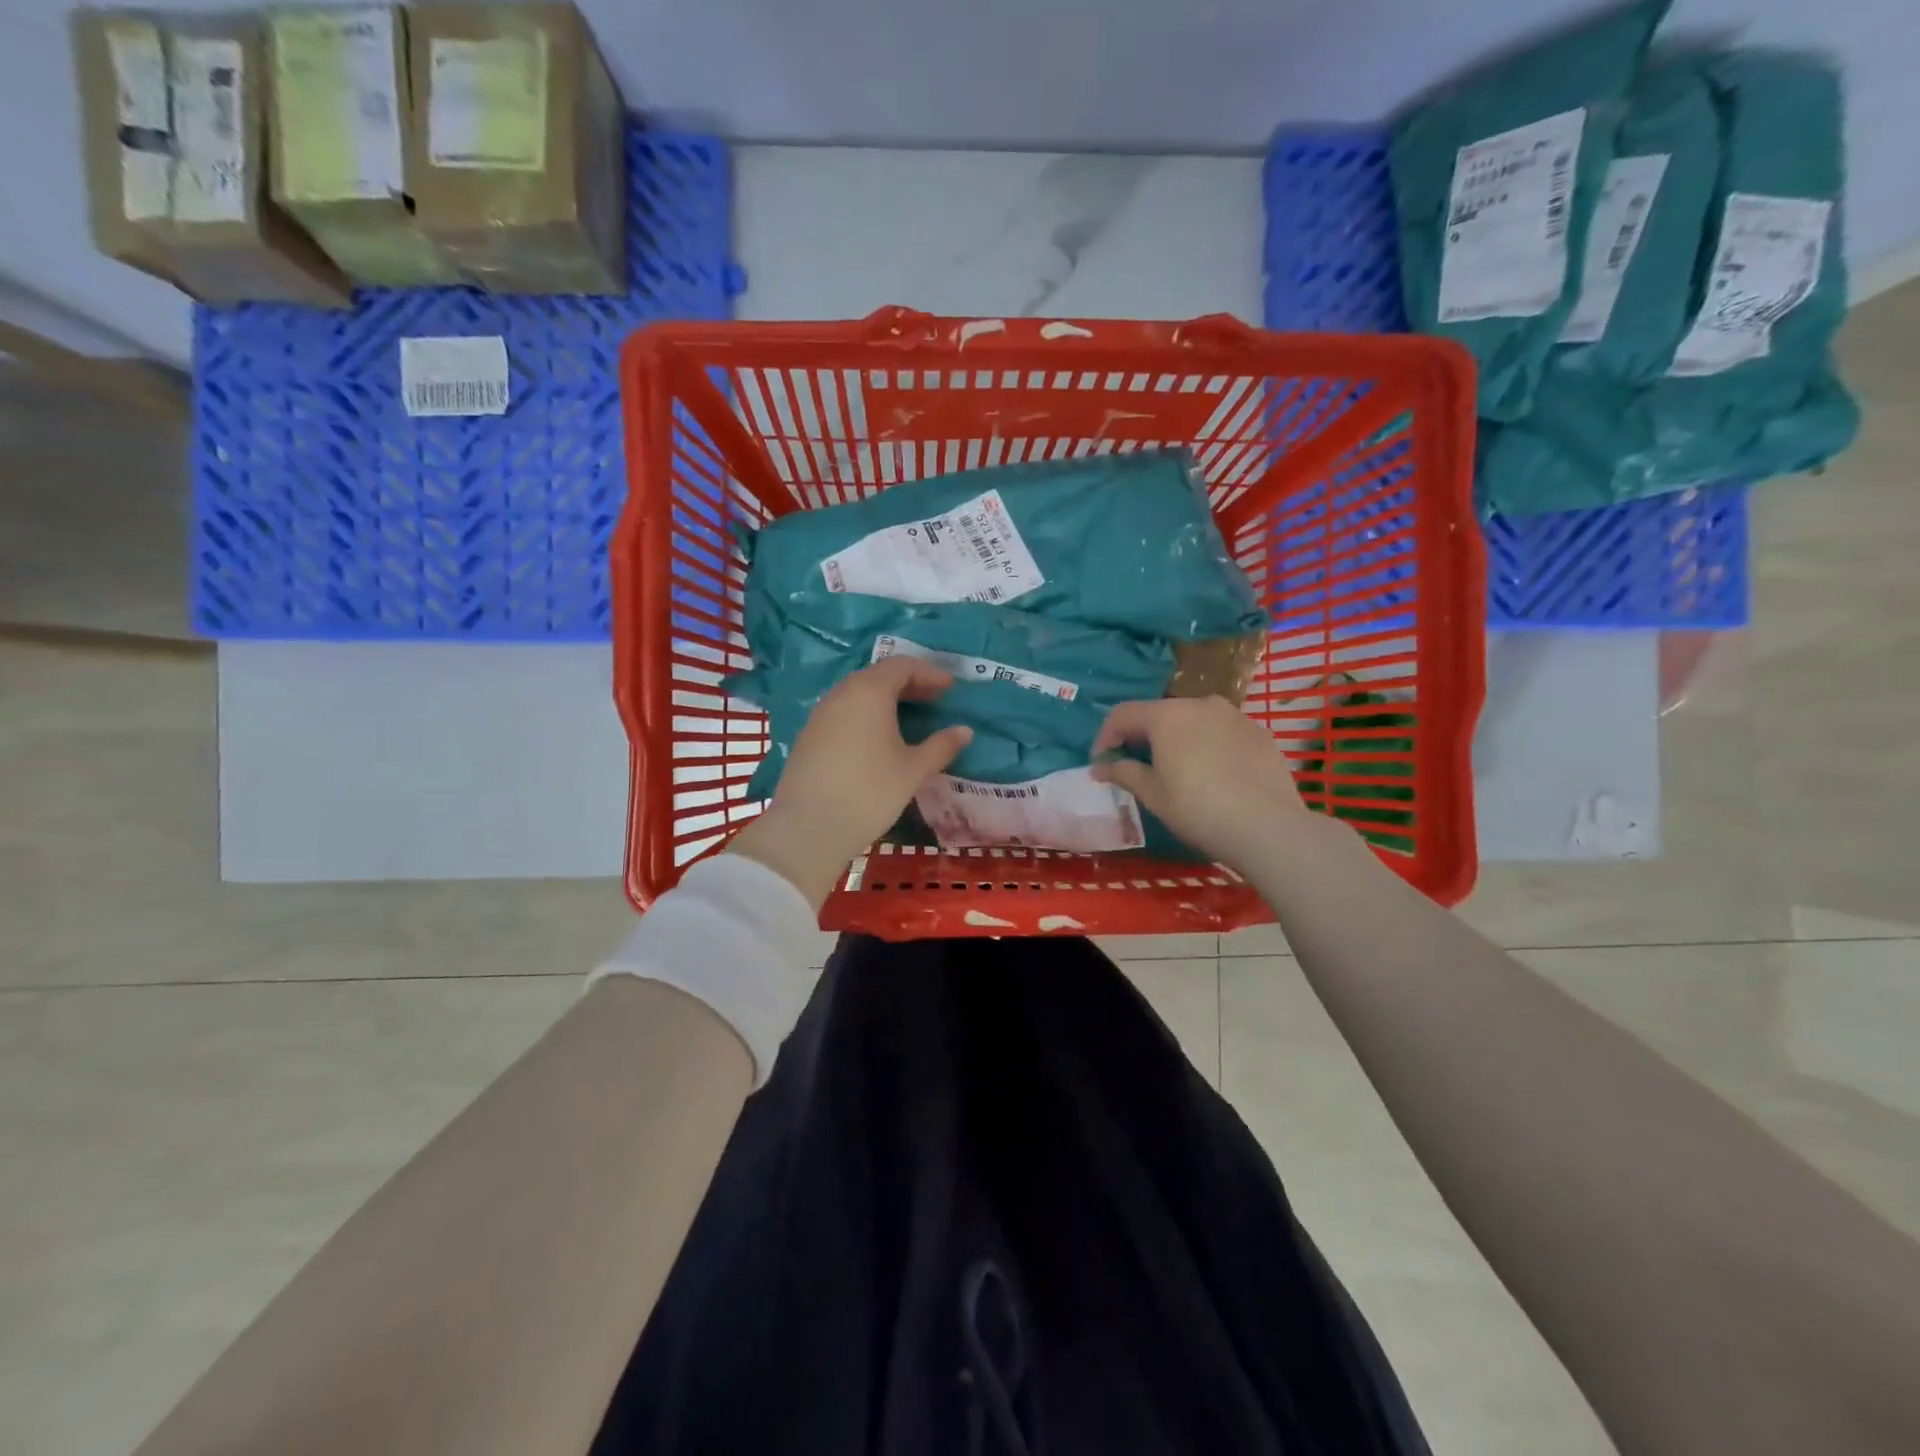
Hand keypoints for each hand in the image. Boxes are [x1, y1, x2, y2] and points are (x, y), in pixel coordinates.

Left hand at [727, 657, 972, 910]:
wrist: (809, 826)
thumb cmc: (870, 792)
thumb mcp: (914, 770)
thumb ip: (941, 746)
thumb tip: (965, 731)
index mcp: (870, 691)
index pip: (902, 666)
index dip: (929, 673)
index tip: (950, 687)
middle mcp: (842, 693)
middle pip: (878, 676)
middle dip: (908, 684)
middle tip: (933, 699)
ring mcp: (820, 713)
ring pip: (857, 693)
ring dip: (884, 699)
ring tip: (907, 718)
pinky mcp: (808, 735)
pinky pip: (842, 712)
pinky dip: (864, 714)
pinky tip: (876, 738)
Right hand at [1089, 696, 1318, 868]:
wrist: (1267, 826)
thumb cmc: (1197, 808)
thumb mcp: (1153, 794)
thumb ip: (1123, 773)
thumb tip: (1099, 767)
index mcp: (1167, 715)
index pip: (1123, 714)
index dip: (1106, 736)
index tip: (1102, 762)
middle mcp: (1200, 704)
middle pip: (1160, 714)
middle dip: (1143, 736)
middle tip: (1137, 766)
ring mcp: (1235, 716)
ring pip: (1195, 720)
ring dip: (1179, 739)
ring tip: (1179, 769)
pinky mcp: (1260, 733)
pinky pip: (1224, 733)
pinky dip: (1210, 746)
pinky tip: (1215, 775)